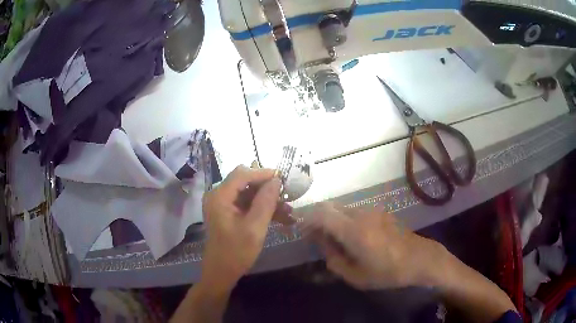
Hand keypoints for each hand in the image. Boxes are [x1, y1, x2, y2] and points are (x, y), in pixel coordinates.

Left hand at [201, 165, 282, 288]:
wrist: (221, 273)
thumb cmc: (236, 253)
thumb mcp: (254, 228)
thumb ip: (265, 202)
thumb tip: (276, 180)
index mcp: (220, 197)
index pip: (242, 174)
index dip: (263, 173)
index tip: (284, 178)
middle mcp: (219, 196)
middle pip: (246, 182)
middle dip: (267, 188)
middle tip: (287, 196)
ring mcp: (223, 205)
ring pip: (249, 194)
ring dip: (268, 201)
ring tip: (289, 212)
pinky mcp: (228, 213)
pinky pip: (247, 205)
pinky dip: (262, 210)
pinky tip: (281, 218)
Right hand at [302, 203, 444, 289]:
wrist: (419, 258)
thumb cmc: (388, 272)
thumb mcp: (356, 276)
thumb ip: (334, 261)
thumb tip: (323, 247)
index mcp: (353, 230)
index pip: (322, 213)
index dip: (307, 220)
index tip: (302, 232)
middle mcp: (360, 214)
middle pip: (330, 207)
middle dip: (317, 218)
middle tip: (314, 236)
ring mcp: (371, 211)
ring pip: (342, 208)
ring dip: (331, 219)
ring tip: (331, 238)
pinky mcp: (379, 212)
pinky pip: (354, 211)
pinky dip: (344, 219)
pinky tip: (350, 236)